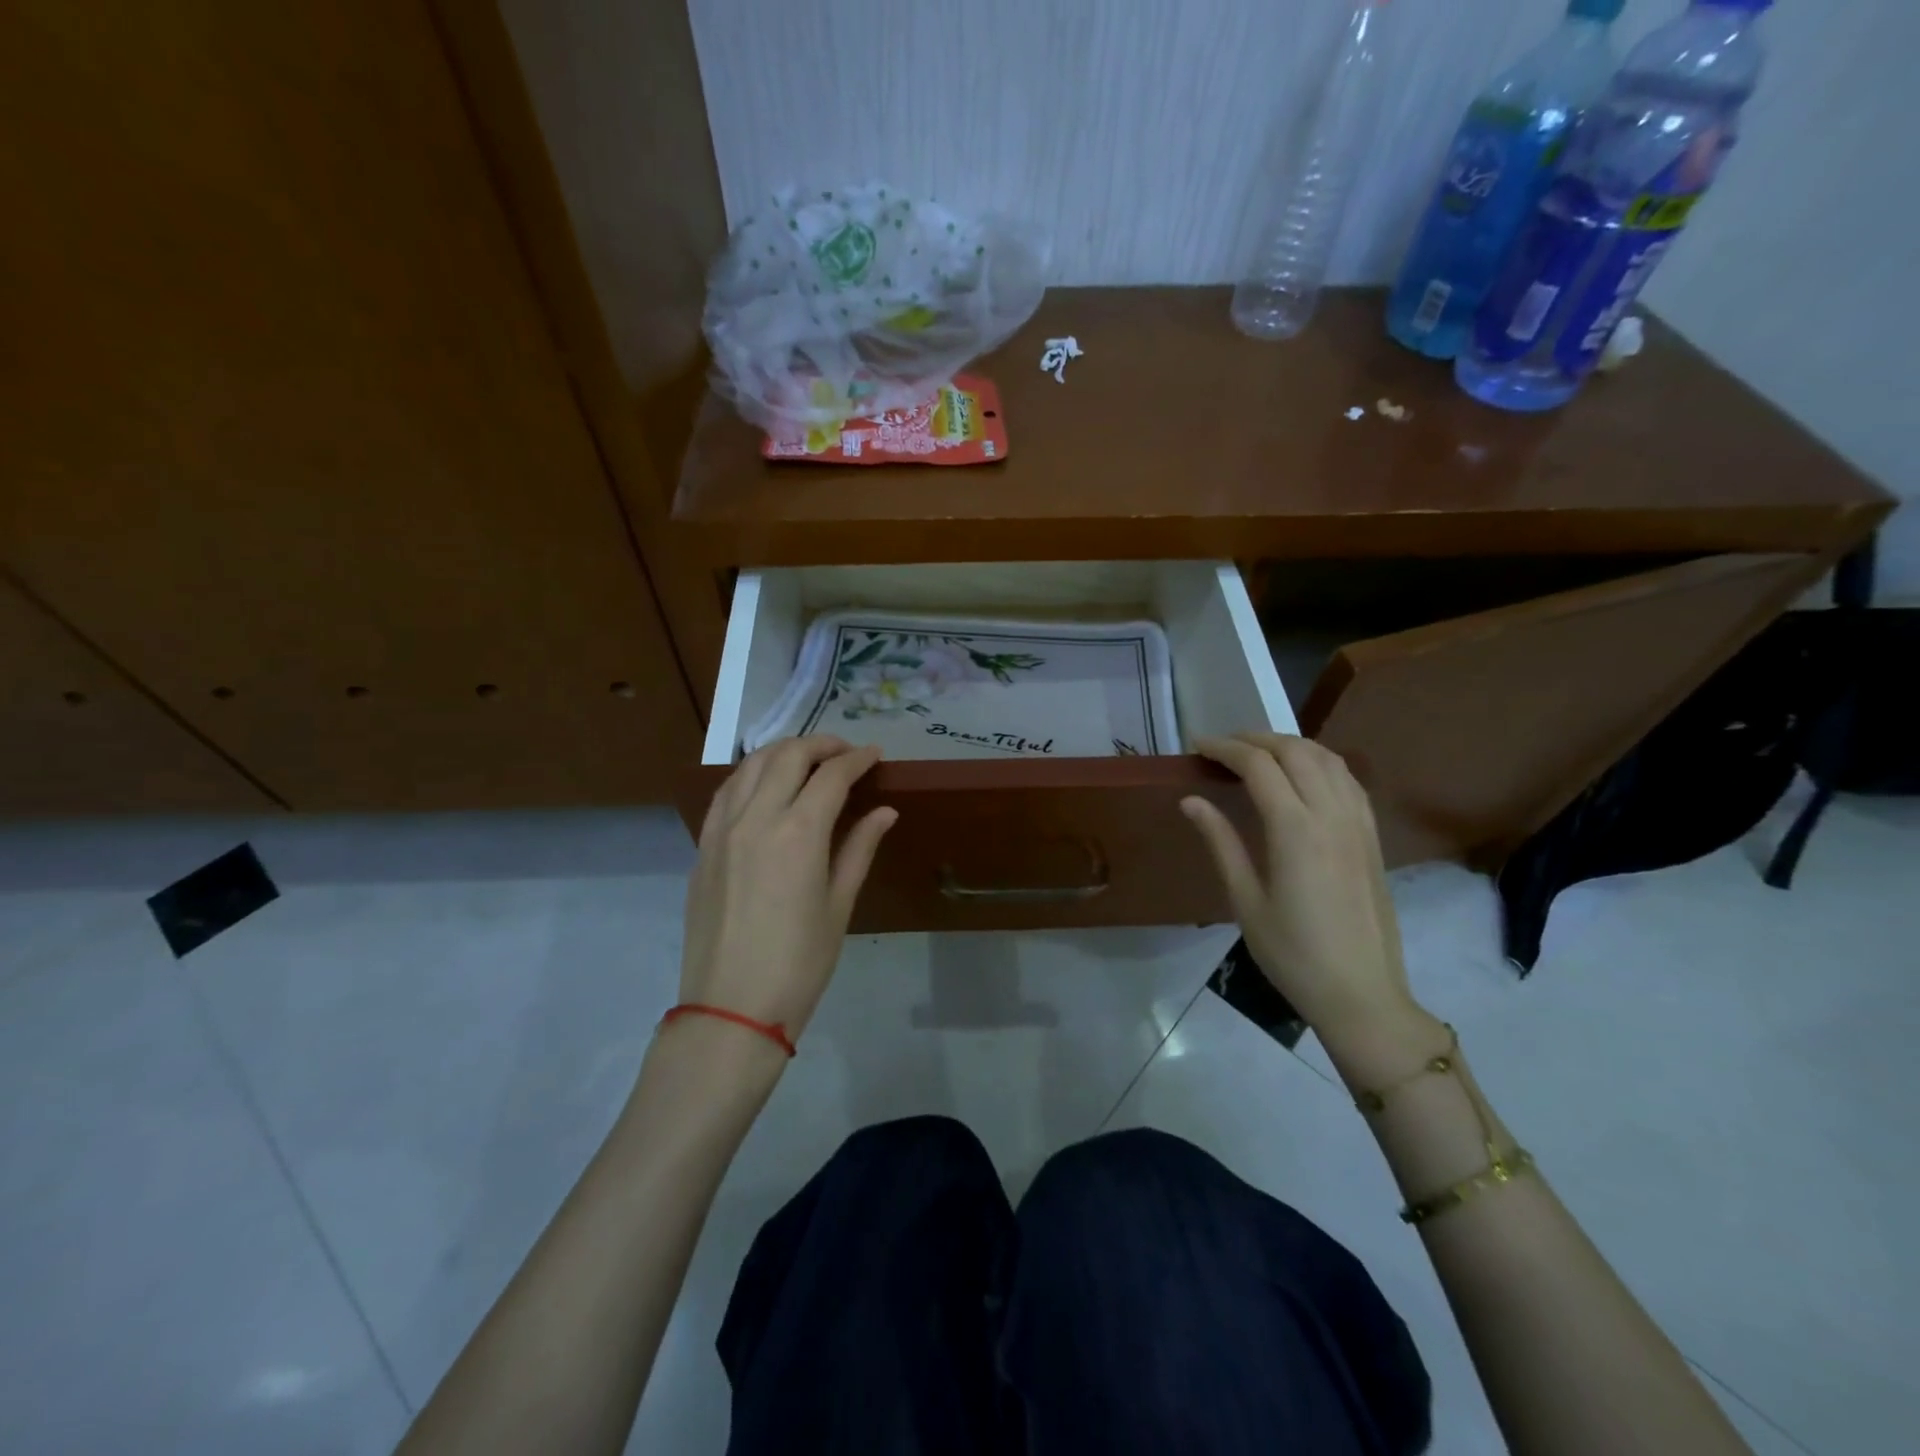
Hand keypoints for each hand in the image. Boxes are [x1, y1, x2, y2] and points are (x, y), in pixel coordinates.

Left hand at [678, 736, 895, 1046]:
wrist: (730, 1009)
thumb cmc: (799, 964)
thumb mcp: (839, 906)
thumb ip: (859, 848)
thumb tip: (885, 811)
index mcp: (798, 834)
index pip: (831, 776)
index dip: (857, 759)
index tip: (876, 755)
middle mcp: (756, 818)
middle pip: (788, 756)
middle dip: (821, 745)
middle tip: (846, 753)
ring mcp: (722, 830)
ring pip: (751, 765)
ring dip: (784, 752)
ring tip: (808, 760)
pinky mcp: (702, 846)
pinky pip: (726, 791)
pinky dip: (751, 775)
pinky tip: (766, 785)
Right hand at [1180, 733, 1420, 1052]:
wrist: (1362, 994)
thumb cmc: (1292, 954)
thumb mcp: (1245, 901)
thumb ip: (1221, 842)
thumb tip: (1191, 801)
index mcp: (1295, 830)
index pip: (1259, 765)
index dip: (1225, 748)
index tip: (1197, 747)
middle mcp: (1331, 815)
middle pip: (1295, 751)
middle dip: (1256, 739)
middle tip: (1223, 748)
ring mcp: (1358, 823)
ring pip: (1328, 758)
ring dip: (1290, 745)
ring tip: (1258, 753)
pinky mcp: (1372, 836)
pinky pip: (1348, 779)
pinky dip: (1320, 762)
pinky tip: (1302, 776)